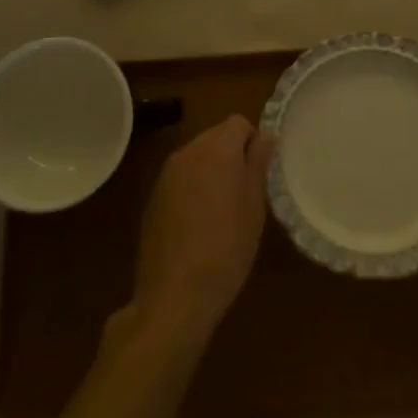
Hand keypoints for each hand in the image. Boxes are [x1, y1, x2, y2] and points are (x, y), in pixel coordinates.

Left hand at [129, 115, 274, 344]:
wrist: (175, 295)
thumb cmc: (227, 248)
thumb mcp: (254, 206)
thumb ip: (258, 163)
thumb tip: (265, 136)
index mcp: (217, 148)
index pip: (239, 123)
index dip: (253, 142)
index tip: (260, 172)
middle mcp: (188, 151)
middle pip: (216, 136)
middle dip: (232, 154)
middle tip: (246, 191)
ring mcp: (166, 174)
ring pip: (197, 156)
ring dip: (211, 170)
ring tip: (223, 209)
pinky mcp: (153, 197)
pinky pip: (180, 178)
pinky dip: (192, 187)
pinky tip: (198, 223)